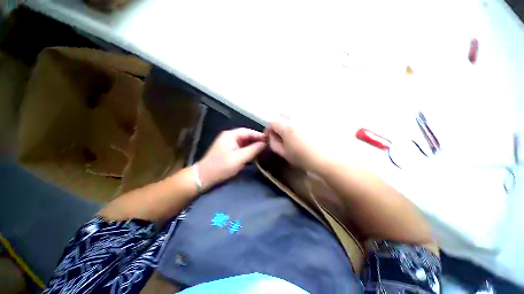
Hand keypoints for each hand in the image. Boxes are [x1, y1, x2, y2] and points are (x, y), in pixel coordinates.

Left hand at [197, 128, 266, 188]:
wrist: (204, 177)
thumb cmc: (222, 166)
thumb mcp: (239, 158)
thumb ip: (253, 149)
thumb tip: (265, 143)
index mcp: (231, 135)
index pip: (248, 131)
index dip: (259, 135)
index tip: (269, 140)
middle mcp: (229, 136)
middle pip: (246, 136)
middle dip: (257, 140)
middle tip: (268, 146)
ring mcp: (228, 143)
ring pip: (244, 142)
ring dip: (253, 145)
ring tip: (263, 149)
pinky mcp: (228, 150)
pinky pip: (241, 147)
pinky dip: (248, 150)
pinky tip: (254, 154)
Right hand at [265, 115, 331, 172]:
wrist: (334, 158)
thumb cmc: (308, 159)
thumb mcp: (286, 154)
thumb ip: (274, 144)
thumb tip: (271, 137)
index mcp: (288, 128)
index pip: (272, 122)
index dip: (269, 129)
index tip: (270, 136)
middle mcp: (298, 117)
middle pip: (282, 113)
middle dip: (278, 121)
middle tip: (281, 132)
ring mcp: (309, 114)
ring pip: (294, 111)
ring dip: (290, 119)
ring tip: (295, 131)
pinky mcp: (320, 115)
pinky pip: (306, 113)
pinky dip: (302, 119)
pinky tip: (307, 128)